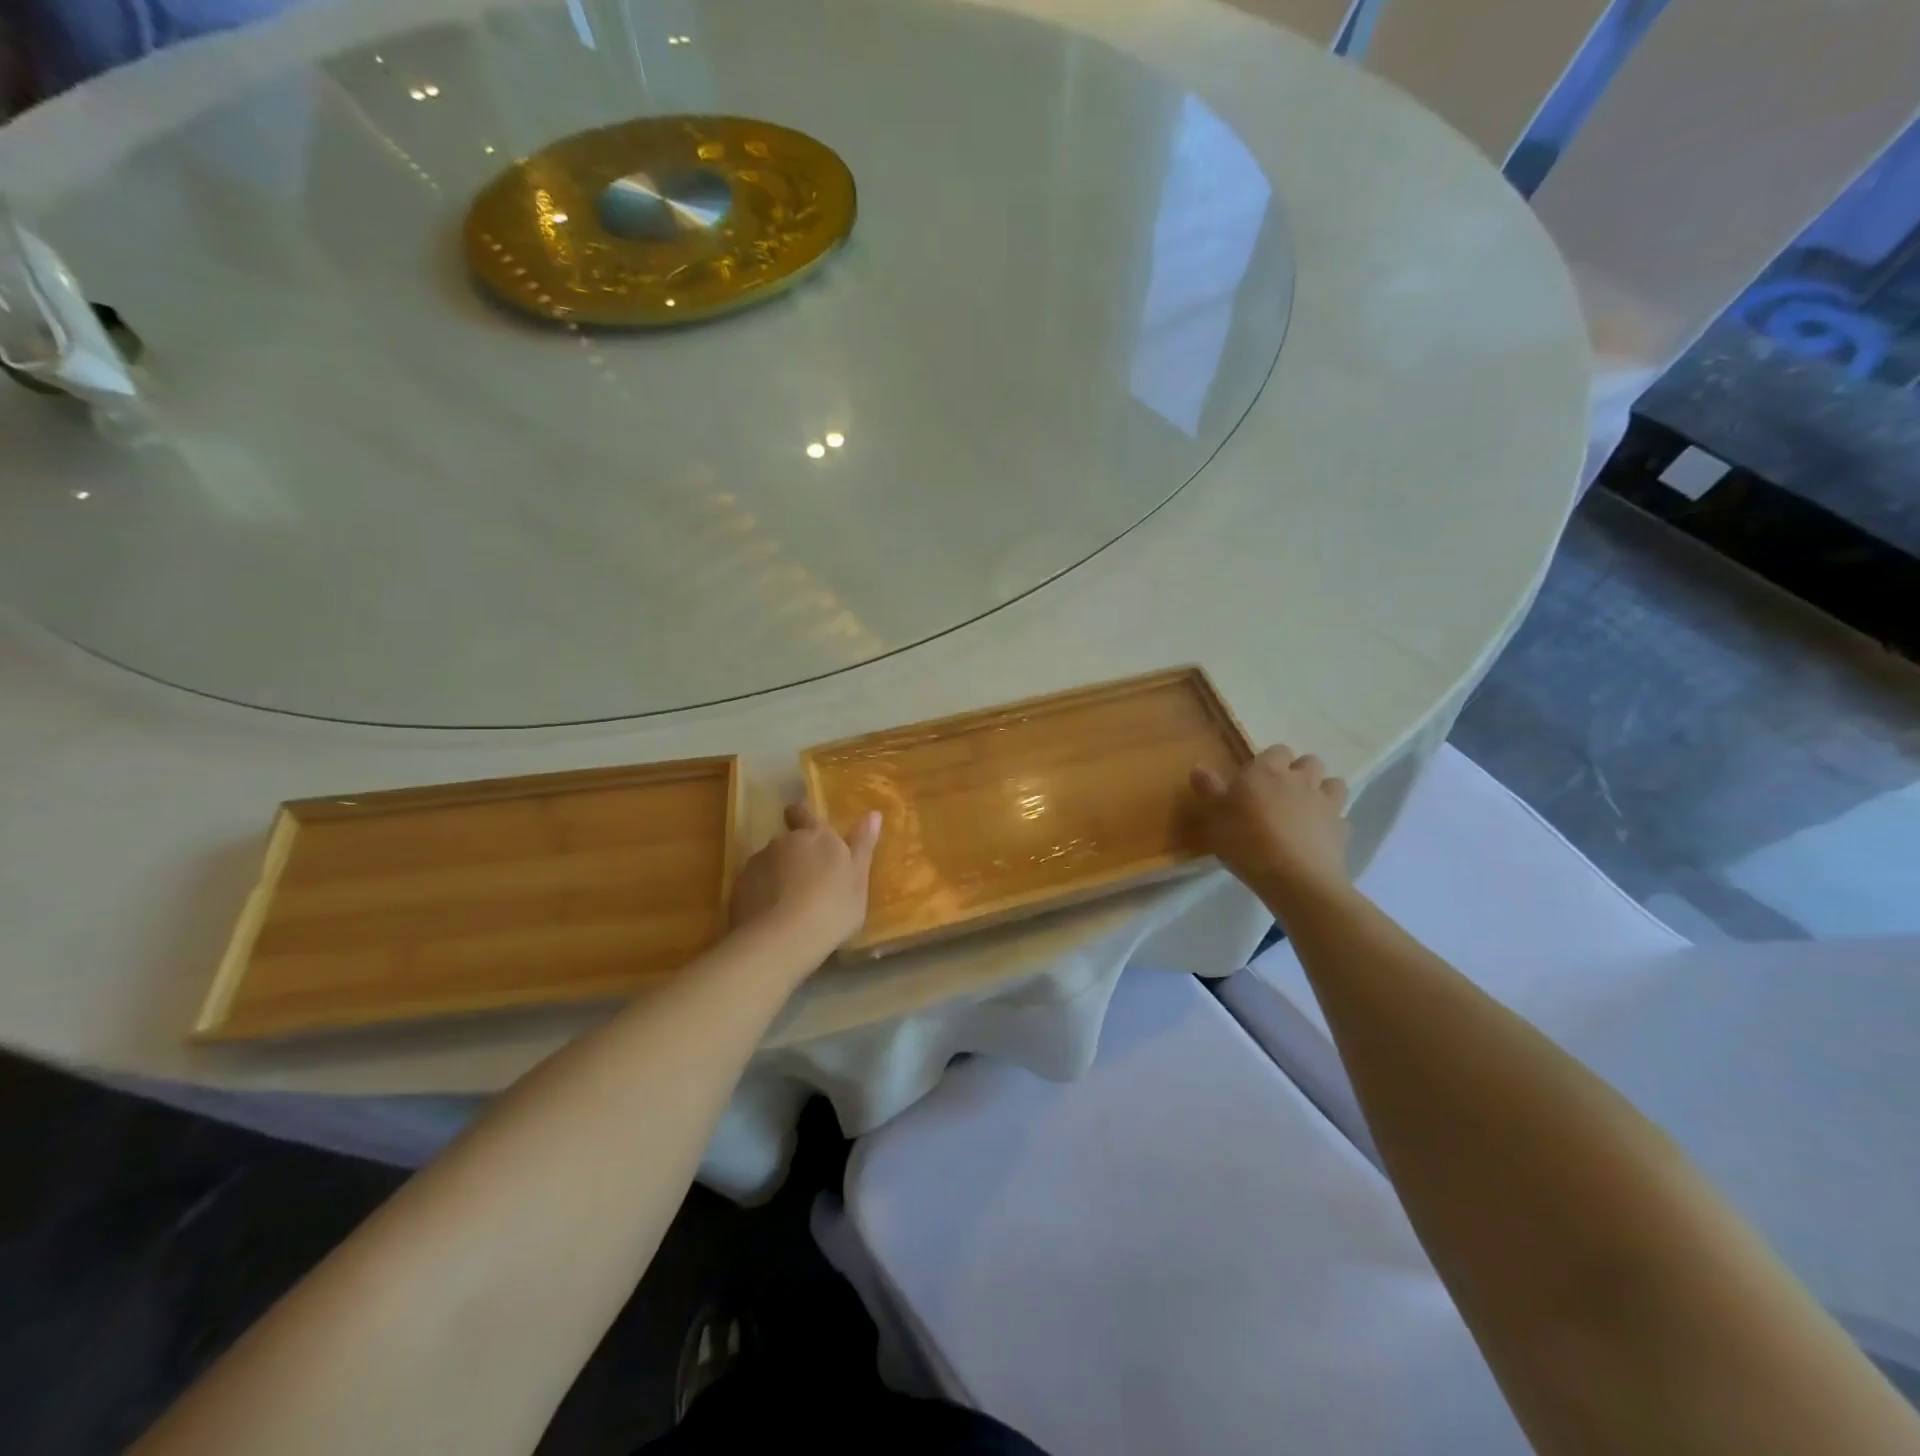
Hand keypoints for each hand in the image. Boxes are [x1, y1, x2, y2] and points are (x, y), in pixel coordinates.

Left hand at [729, 803, 881, 961]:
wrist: (782, 939)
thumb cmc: (833, 908)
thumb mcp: (858, 880)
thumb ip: (863, 845)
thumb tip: (873, 813)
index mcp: (818, 836)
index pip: (804, 813)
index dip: (802, 816)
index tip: (801, 822)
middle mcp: (785, 841)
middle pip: (788, 841)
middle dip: (794, 854)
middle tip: (806, 880)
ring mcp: (758, 862)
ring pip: (769, 862)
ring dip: (777, 874)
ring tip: (788, 903)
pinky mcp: (739, 886)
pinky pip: (753, 884)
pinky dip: (761, 894)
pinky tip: (771, 916)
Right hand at [1190, 745, 1351, 916]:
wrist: (1294, 878)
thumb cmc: (1246, 840)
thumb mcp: (1214, 816)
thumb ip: (1208, 789)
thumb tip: (1199, 768)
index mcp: (1268, 771)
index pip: (1277, 750)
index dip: (1268, 762)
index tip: (1255, 779)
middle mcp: (1301, 780)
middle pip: (1310, 761)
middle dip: (1299, 771)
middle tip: (1281, 792)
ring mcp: (1327, 804)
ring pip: (1333, 784)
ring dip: (1322, 790)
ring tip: (1305, 809)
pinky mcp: (1342, 830)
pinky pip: (1340, 818)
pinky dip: (1331, 823)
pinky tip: (1317, 837)